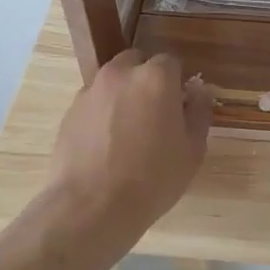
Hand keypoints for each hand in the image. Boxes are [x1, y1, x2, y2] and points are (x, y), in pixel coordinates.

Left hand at [43, 50, 211, 241]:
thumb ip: (199, 112)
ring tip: (129, 132)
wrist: (91, 206)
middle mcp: (121, 74)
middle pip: (138, 63)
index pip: (171, 62)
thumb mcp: (192, 150)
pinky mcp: (70, 111)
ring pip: (114, 81)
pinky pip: (94, 102)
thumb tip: (199, 91)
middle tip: (155, 116)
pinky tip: (107, 145)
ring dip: (124, 95)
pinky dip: (103, 113)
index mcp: (155, 77)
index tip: (179, 108)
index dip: (177, 83)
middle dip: (148, 80)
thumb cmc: (152, 178)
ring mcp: (91, 90)